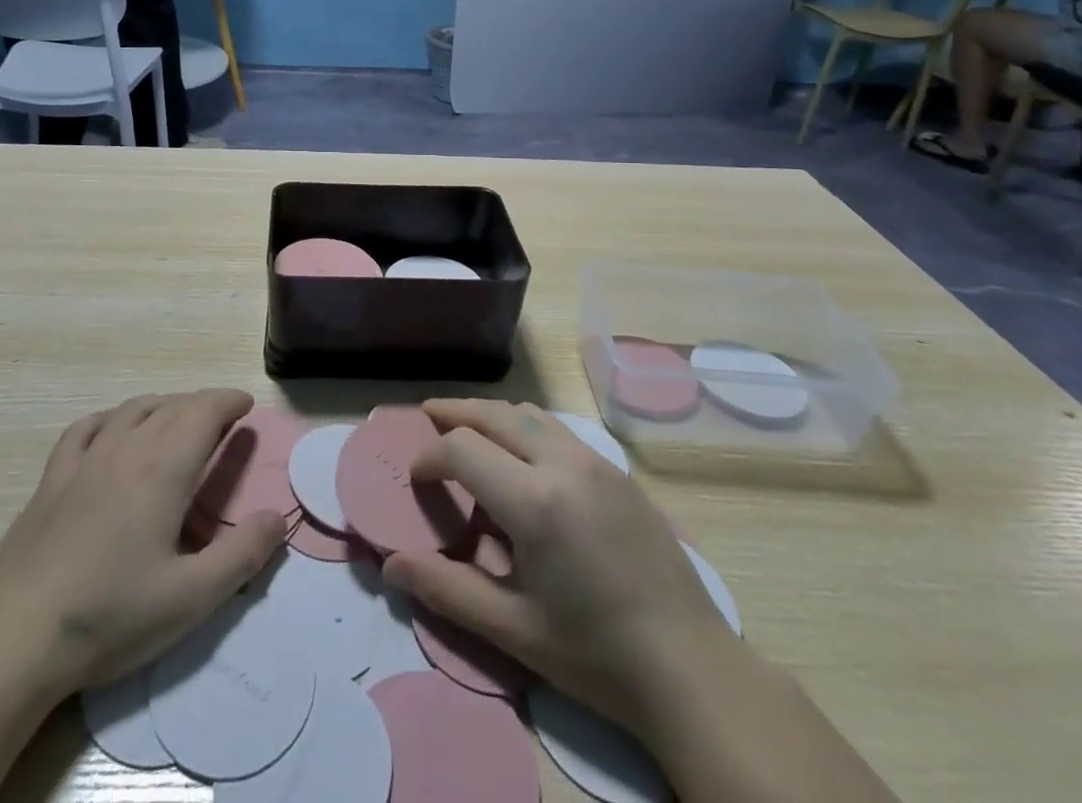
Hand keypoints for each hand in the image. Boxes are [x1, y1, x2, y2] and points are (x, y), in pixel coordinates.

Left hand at [0, 390, 287, 699]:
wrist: (15, 639)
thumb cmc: (109, 616)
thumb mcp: (191, 598)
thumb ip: (242, 555)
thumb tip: (278, 517)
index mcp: (163, 469)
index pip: (203, 412)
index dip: (228, 402)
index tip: (245, 406)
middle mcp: (126, 448)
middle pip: (172, 406)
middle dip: (202, 404)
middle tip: (222, 419)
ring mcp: (84, 460)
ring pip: (132, 410)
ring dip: (162, 406)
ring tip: (177, 419)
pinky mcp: (52, 480)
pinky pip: (85, 428)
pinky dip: (110, 418)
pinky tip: (112, 430)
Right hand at [383, 399, 732, 737]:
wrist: (691, 668)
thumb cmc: (595, 654)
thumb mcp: (513, 630)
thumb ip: (447, 590)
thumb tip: (390, 565)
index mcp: (535, 500)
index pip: (463, 448)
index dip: (430, 456)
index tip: (416, 477)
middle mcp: (564, 463)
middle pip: (496, 413)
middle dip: (456, 413)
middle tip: (427, 417)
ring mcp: (597, 462)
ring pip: (530, 414)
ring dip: (493, 415)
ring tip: (470, 432)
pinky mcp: (619, 472)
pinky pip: (560, 431)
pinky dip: (527, 428)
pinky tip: (523, 461)